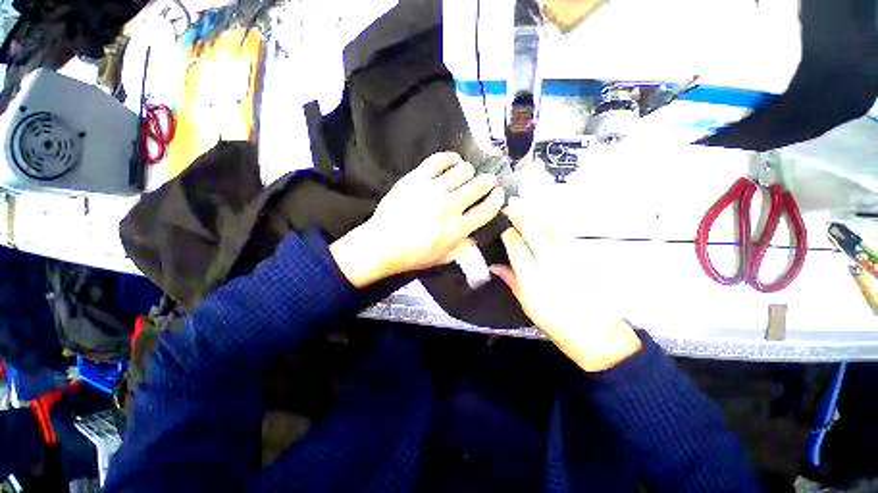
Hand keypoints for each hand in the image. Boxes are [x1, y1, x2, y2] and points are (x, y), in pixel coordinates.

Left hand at [331, 152, 504, 287]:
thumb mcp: (444, 258)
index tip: (499, 194)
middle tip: (489, 181)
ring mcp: (433, 190)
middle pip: (478, 186)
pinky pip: (439, 160)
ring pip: (462, 171)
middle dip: (488, 182)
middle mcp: (450, 206)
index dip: (497, 200)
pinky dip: (451, 158)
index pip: (487, 210)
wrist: (383, 244)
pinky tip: (454, 161)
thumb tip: (478, 235)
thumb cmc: (414, 255)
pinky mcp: (417, 178)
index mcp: (458, 228)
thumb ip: (465, 247)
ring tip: (467, 174)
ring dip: (469, 172)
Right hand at [489, 197, 641, 371]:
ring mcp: (570, 256)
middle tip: (509, 205)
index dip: (507, 233)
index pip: (515, 245)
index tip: (503, 228)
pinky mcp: (584, 255)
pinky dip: (553, 221)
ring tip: (524, 204)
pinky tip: (547, 216)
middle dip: (519, 214)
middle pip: (532, 229)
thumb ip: (510, 280)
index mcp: (532, 277)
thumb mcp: (527, 305)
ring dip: (535, 213)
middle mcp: (550, 262)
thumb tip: (493, 266)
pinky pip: (565, 232)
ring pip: (550, 226)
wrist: (598, 333)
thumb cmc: (557, 323)